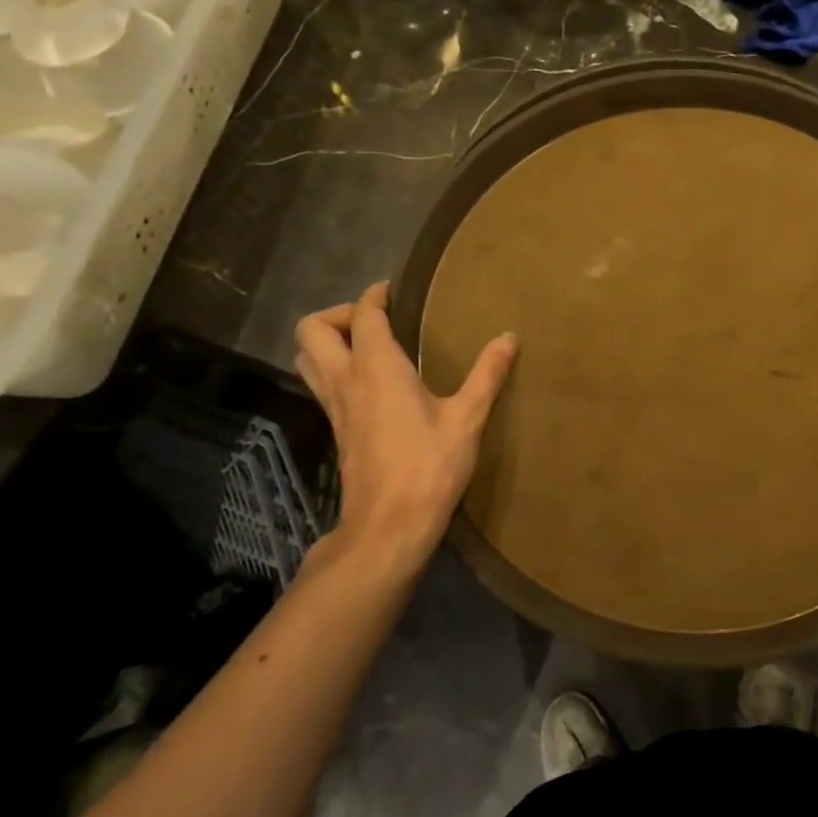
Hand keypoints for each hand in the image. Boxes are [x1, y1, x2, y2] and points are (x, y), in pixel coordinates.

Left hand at [295, 282, 516, 573]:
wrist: (389, 525)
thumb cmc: (429, 466)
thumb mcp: (467, 418)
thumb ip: (487, 374)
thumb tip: (509, 336)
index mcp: (377, 368)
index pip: (363, 314)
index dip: (375, 295)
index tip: (396, 291)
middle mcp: (346, 380)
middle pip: (312, 330)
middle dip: (339, 314)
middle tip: (378, 321)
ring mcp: (335, 407)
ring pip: (308, 358)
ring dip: (330, 342)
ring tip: (371, 347)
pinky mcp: (337, 430)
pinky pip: (322, 384)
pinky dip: (337, 369)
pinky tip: (374, 384)